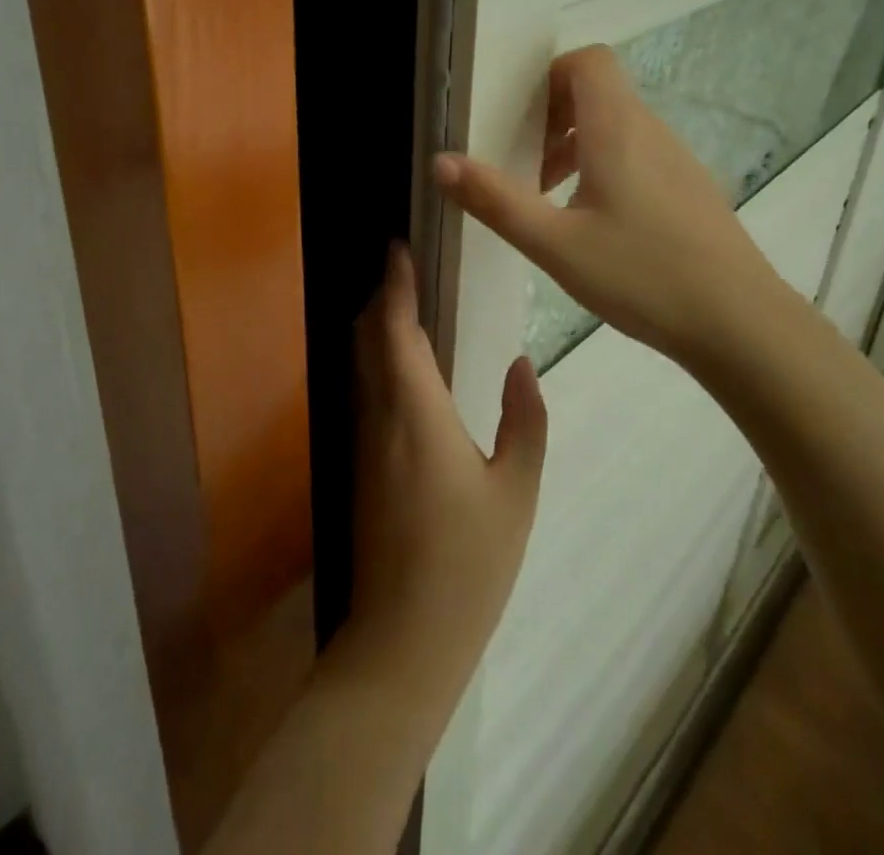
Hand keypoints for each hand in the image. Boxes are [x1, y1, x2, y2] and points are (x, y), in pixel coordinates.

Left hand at [347, 245, 546, 696]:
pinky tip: (402, 362)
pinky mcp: (360, 462)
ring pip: (360, 362)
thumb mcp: (516, 491)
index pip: (395, 329)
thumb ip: (523, 421)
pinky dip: (375, 357)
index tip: (397, 246)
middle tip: (405, 266)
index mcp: (416, 413)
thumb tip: (521, 363)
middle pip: (367, 337)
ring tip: (404, 300)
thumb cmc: (469, 563)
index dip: (394, 284)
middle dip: (380, 296)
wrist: (404, 637)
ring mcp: (363, 439)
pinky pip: (363, 388)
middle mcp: (379, 416)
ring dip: (375, 325)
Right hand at [433, 44, 801, 371]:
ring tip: (551, 198)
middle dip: (553, 117)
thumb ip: (495, 200)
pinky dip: (606, 168)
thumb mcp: (554, 243)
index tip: (520, 118)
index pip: (589, 60)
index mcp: (617, 129)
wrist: (740, 324)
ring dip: (577, 147)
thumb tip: (440, 161)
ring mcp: (678, 160)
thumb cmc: (641, 275)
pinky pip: (639, 155)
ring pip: (618, 126)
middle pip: (599, 92)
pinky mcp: (691, 190)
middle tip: (525, 165)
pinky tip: (596, 226)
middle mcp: (652, 131)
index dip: (550, 75)